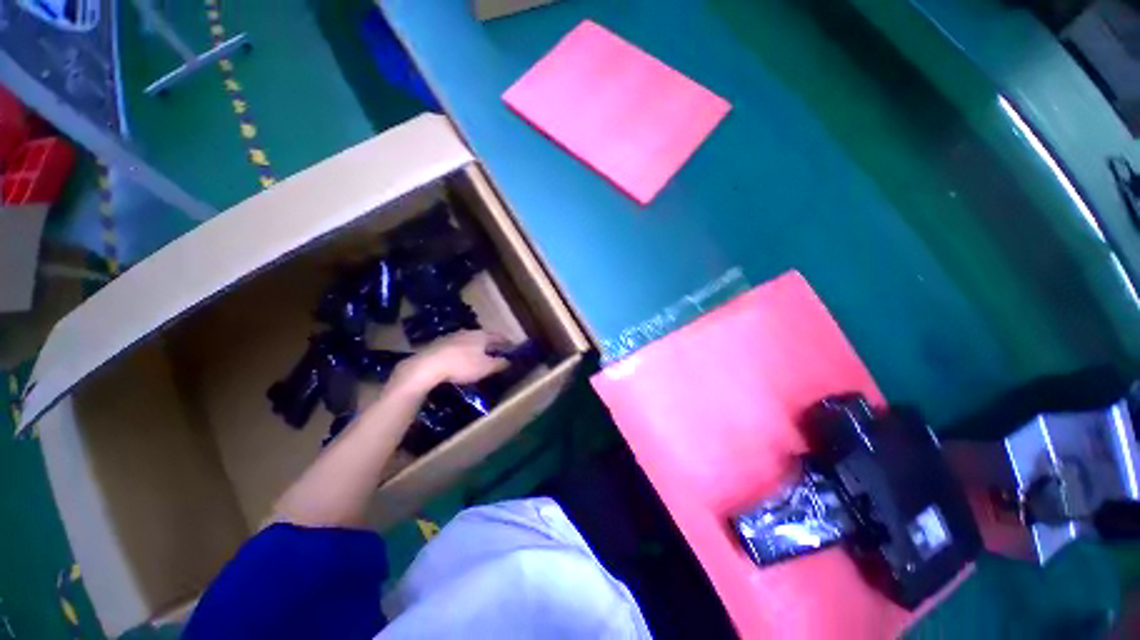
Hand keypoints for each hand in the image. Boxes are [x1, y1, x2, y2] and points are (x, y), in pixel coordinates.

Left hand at [394, 331, 510, 391]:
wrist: (428, 366)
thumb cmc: (462, 365)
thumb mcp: (485, 367)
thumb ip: (499, 364)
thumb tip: (509, 361)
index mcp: (481, 336)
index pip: (498, 336)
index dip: (506, 341)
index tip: (512, 346)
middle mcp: (468, 332)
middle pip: (483, 336)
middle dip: (490, 343)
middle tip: (496, 351)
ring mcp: (452, 337)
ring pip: (469, 340)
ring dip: (475, 347)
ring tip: (479, 355)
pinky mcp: (439, 344)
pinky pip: (457, 346)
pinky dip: (463, 351)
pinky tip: (460, 359)